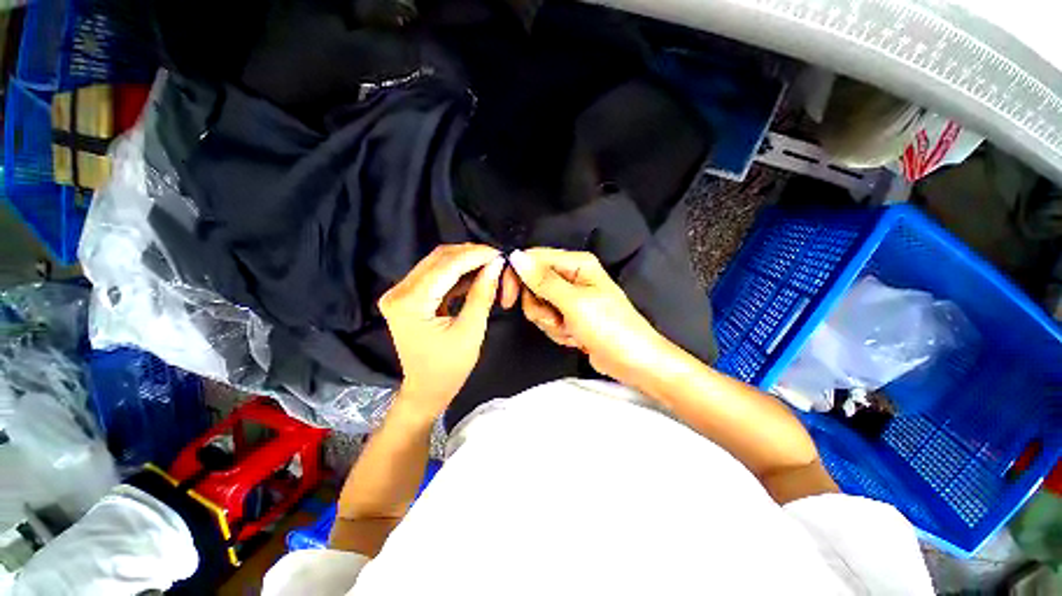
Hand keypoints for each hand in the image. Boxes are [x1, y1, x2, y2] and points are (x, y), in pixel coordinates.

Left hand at [379, 244, 519, 419]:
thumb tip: (495, 265)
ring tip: (490, 267)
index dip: (475, 255)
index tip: (500, 254)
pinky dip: (458, 274)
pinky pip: (436, 275)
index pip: (446, 265)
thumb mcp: (471, 331)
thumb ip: (482, 294)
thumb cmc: (449, 368)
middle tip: (497, 259)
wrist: (426, 390)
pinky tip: (476, 277)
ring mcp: (401, 293)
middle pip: (439, 258)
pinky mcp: (408, 296)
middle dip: (471, 255)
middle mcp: (398, 292)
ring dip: (466, 262)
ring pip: (438, 263)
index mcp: (410, 302)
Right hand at [508, 248, 670, 385]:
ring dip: (550, 322)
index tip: (507, 299)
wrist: (632, 362)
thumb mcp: (573, 303)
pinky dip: (557, 331)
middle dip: (540, 308)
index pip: (534, 259)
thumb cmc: (609, 328)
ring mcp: (570, 297)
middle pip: (533, 285)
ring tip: (571, 330)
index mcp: (577, 263)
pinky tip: (575, 337)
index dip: (518, 277)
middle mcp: (572, 276)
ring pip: (538, 305)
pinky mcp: (569, 315)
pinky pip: (548, 319)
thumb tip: (516, 256)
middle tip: (556, 318)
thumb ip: (543, 280)